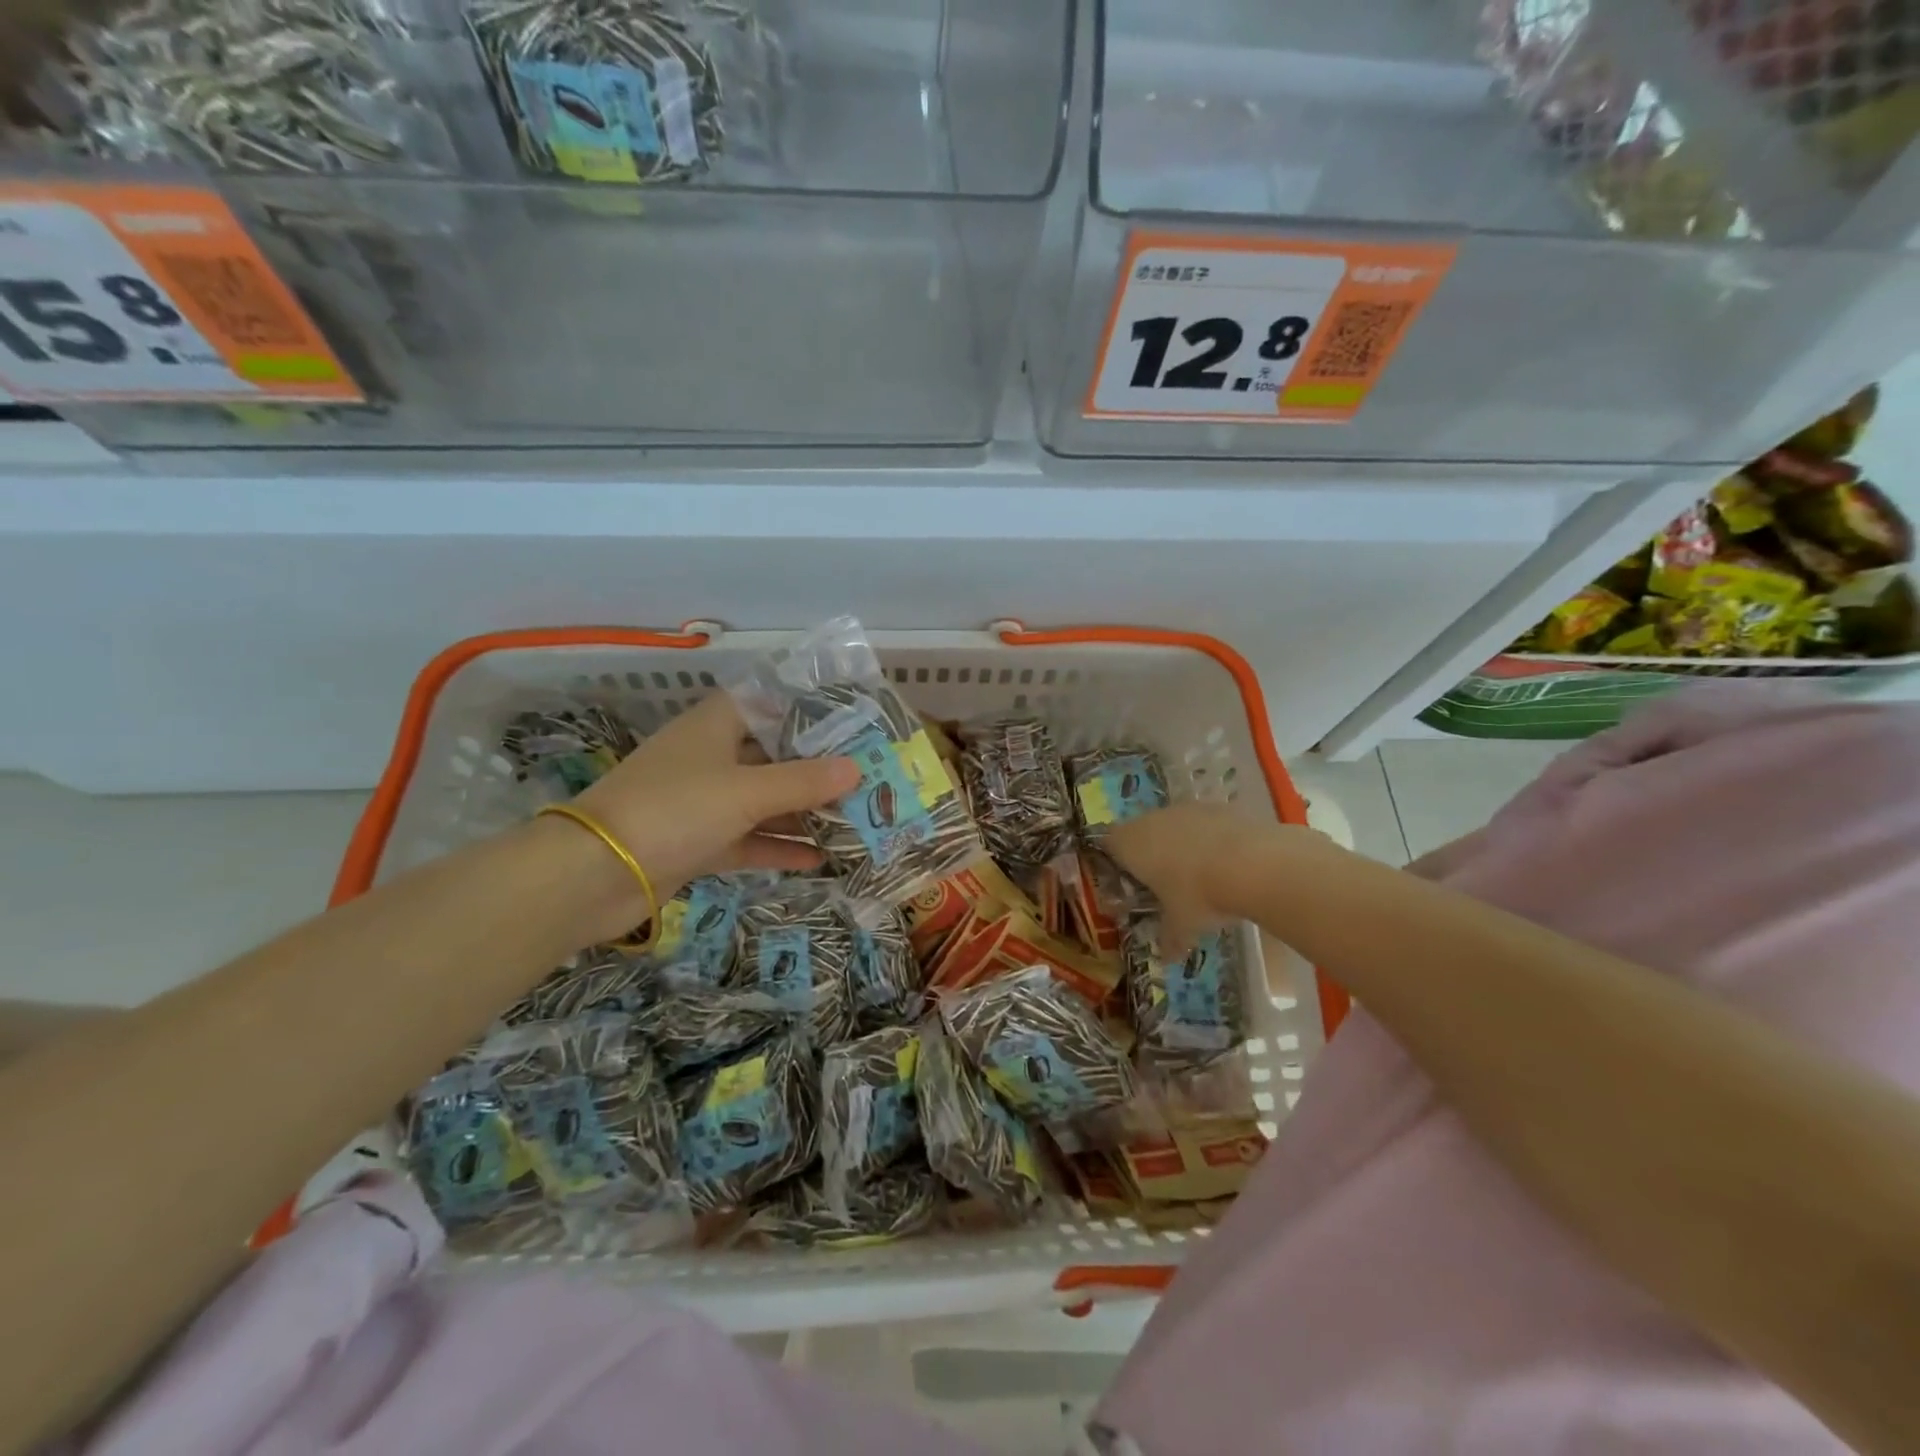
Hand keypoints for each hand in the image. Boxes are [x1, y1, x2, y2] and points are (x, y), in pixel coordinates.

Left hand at [548, 692, 858, 941]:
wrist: (594, 874)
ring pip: (763, 801)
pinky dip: (779, 847)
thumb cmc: (674, 809)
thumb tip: (857, 768)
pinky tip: (819, 859)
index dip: (808, 710)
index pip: (768, 704)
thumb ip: (804, 781)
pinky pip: (748, 839)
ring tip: (855, 819)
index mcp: (716, 726)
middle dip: (817, 769)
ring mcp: (703, 802)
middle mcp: (711, 757)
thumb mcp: (747, 791)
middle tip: (868, 777)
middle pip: (773, 756)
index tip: (852, 722)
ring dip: (802, 812)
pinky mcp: (698, 842)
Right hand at [1106, 802, 1269, 955]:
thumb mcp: (1181, 925)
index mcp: (1130, 845)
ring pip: (1172, 824)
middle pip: (1140, 831)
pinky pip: (1202, 822)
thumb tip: (1166, 957)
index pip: (1108, 844)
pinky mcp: (1216, 806)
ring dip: (1180, 843)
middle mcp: (1151, 820)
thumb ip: (1169, 938)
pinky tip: (1225, 862)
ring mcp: (1185, 809)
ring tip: (1199, 873)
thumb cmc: (1198, 895)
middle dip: (1149, 852)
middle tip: (1164, 881)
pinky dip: (1208, 838)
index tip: (1128, 880)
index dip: (1116, 860)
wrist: (1252, 864)